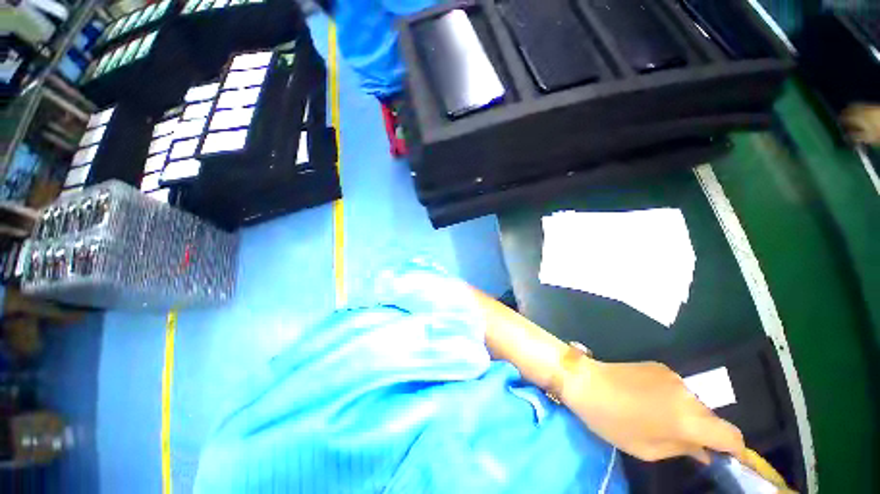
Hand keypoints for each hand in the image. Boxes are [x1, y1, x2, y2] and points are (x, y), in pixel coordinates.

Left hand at [561, 359, 745, 463]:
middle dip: (703, 433)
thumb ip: (682, 450)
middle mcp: (688, 393)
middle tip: (681, 442)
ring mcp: (673, 375)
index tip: (724, 458)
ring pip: (694, 402)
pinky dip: (672, 399)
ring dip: (686, 414)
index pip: (732, 435)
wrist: (585, 381)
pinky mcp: (658, 365)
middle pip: (711, 418)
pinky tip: (648, 400)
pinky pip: (677, 388)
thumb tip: (704, 451)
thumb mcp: (647, 449)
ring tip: (658, 419)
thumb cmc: (612, 420)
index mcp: (688, 418)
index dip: (734, 450)